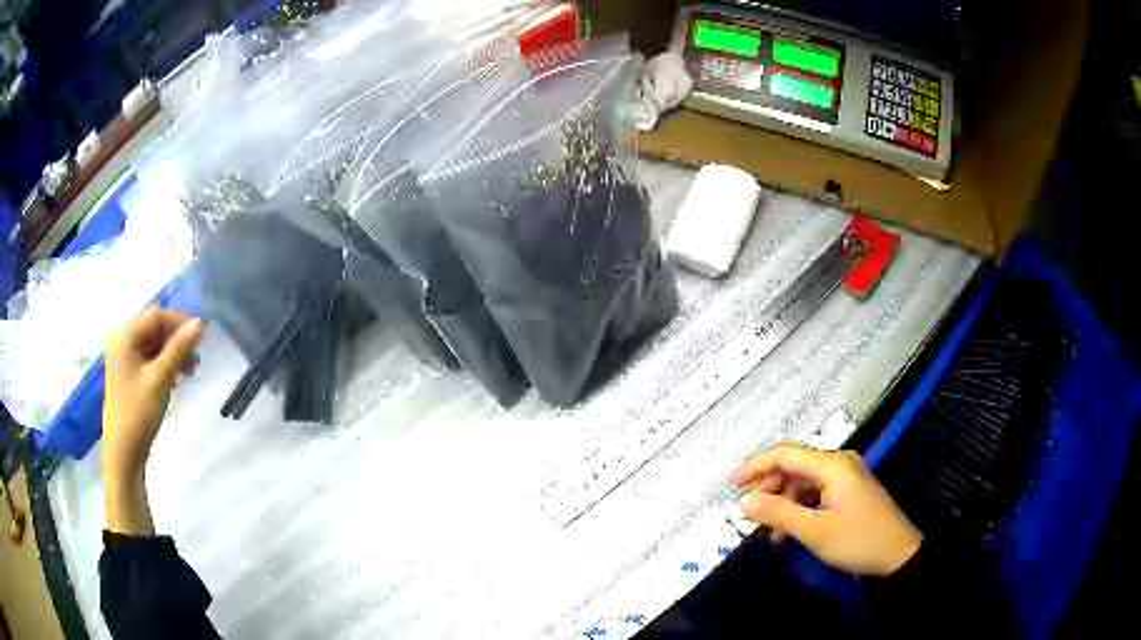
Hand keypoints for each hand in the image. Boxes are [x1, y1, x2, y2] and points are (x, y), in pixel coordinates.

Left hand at [102, 307, 203, 533]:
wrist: (124, 452)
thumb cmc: (138, 413)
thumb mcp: (160, 379)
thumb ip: (178, 349)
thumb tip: (200, 323)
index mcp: (124, 335)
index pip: (156, 315)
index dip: (179, 322)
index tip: (202, 338)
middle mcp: (122, 339)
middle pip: (154, 327)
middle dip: (177, 339)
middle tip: (196, 359)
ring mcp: (124, 356)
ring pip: (154, 342)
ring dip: (173, 352)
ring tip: (190, 371)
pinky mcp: (129, 371)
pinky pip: (149, 356)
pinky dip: (165, 362)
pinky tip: (177, 376)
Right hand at [731, 443, 921, 576]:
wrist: (898, 555)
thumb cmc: (857, 540)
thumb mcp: (814, 530)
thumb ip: (778, 513)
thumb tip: (745, 502)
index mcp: (832, 465)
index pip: (786, 454)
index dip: (756, 465)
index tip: (733, 485)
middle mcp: (839, 463)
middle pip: (795, 465)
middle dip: (769, 486)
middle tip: (749, 512)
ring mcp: (847, 477)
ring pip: (804, 480)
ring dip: (783, 500)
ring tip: (767, 527)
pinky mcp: (850, 491)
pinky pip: (817, 491)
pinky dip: (799, 506)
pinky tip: (788, 529)